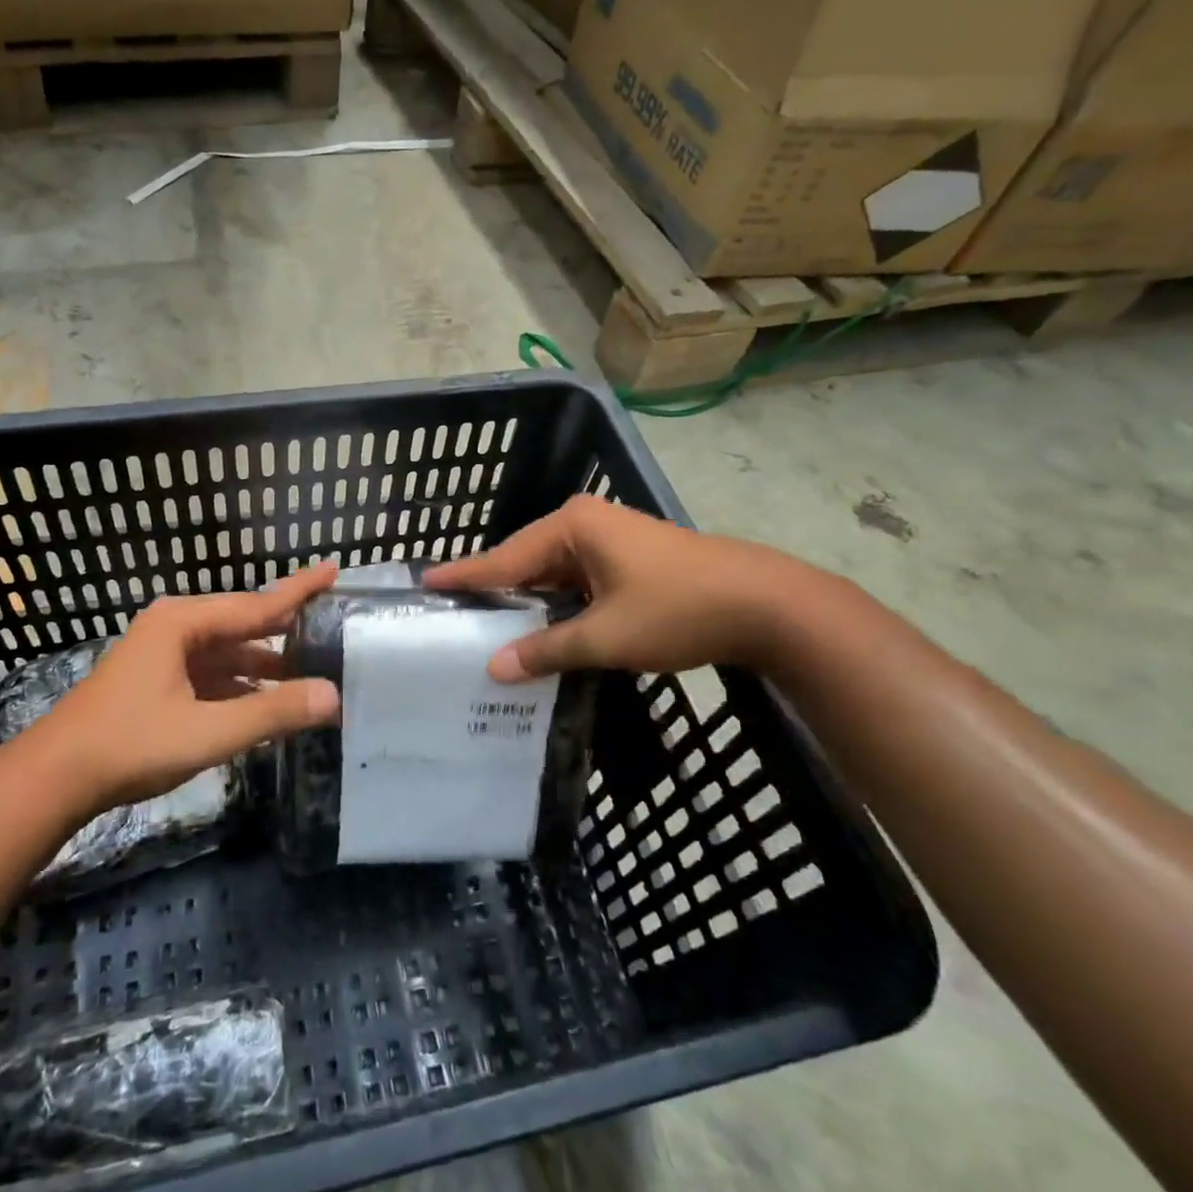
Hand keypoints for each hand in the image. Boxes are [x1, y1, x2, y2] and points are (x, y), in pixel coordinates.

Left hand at [24, 563, 340, 812]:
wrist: (55, 777)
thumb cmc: (130, 744)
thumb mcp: (207, 731)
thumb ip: (271, 712)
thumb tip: (332, 696)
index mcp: (183, 623)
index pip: (256, 603)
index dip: (299, 590)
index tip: (333, 569)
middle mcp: (174, 627)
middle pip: (242, 622)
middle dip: (285, 627)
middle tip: (331, 622)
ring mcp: (163, 654)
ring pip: (227, 650)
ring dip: (264, 661)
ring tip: (308, 669)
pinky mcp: (157, 680)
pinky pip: (211, 672)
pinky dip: (240, 683)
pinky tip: (264, 699)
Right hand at [422, 496, 797, 681]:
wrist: (768, 604)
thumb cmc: (679, 608)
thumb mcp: (607, 636)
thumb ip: (548, 649)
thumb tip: (494, 669)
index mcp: (573, 525)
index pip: (504, 556)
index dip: (465, 575)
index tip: (425, 582)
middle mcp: (586, 522)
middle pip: (525, 561)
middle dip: (493, 590)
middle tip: (451, 614)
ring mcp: (609, 538)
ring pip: (552, 573)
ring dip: (528, 601)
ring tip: (485, 627)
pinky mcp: (627, 559)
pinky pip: (576, 580)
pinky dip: (557, 604)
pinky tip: (540, 628)